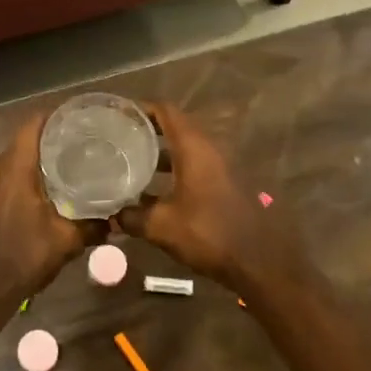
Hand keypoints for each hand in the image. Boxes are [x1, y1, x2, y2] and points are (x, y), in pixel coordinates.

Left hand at [0, 116, 97, 307]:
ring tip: (63, 167)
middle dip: (48, 141)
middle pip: (22, 142)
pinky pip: (0, 178)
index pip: (32, 125)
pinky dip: (19, 178)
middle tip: (78, 145)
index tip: (77, 117)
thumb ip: (92, 227)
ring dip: (33, 161)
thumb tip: (115, 222)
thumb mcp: (65, 242)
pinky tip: (39, 192)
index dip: (54, 115)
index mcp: (13, 168)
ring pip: (10, 161)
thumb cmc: (21, 258)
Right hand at [115, 103, 295, 284]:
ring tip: (134, 164)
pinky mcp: (228, 184)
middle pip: (177, 127)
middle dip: (149, 131)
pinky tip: (158, 191)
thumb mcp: (161, 226)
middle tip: (121, 139)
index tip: (120, 114)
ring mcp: (223, 166)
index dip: (142, 108)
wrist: (259, 262)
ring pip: (187, 149)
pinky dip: (177, 170)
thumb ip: (132, 217)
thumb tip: (111, 216)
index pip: (166, 111)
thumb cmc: (208, 233)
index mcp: (194, 147)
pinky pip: (197, 166)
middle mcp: (211, 149)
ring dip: (162, 154)